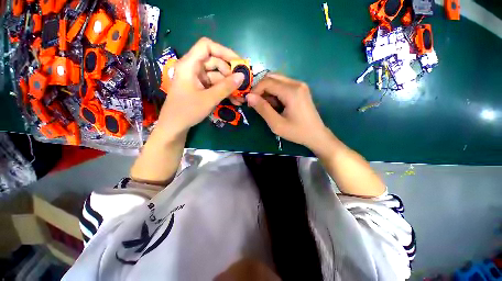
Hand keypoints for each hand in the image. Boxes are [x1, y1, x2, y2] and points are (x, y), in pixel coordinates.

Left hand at [156, 37, 244, 137]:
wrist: (175, 126)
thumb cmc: (187, 111)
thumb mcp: (209, 99)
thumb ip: (226, 87)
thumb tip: (242, 76)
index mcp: (190, 65)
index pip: (207, 46)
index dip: (224, 51)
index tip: (238, 63)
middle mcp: (193, 68)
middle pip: (215, 62)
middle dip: (230, 74)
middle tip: (242, 84)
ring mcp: (197, 79)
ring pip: (217, 76)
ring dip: (230, 86)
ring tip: (241, 97)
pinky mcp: (201, 88)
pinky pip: (215, 86)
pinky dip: (225, 92)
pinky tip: (235, 100)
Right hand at [246, 73, 328, 150]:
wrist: (316, 135)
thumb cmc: (297, 132)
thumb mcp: (276, 124)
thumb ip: (262, 109)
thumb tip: (249, 97)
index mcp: (291, 91)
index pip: (267, 82)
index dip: (255, 90)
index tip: (249, 102)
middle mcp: (296, 83)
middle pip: (271, 77)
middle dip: (260, 89)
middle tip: (257, 103)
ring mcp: (299, 85)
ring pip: (276, 80)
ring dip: (267, 91)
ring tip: (267, 106)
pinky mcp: (300, 89)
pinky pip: (282, 85)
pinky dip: (275, 93)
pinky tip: (276, 105)